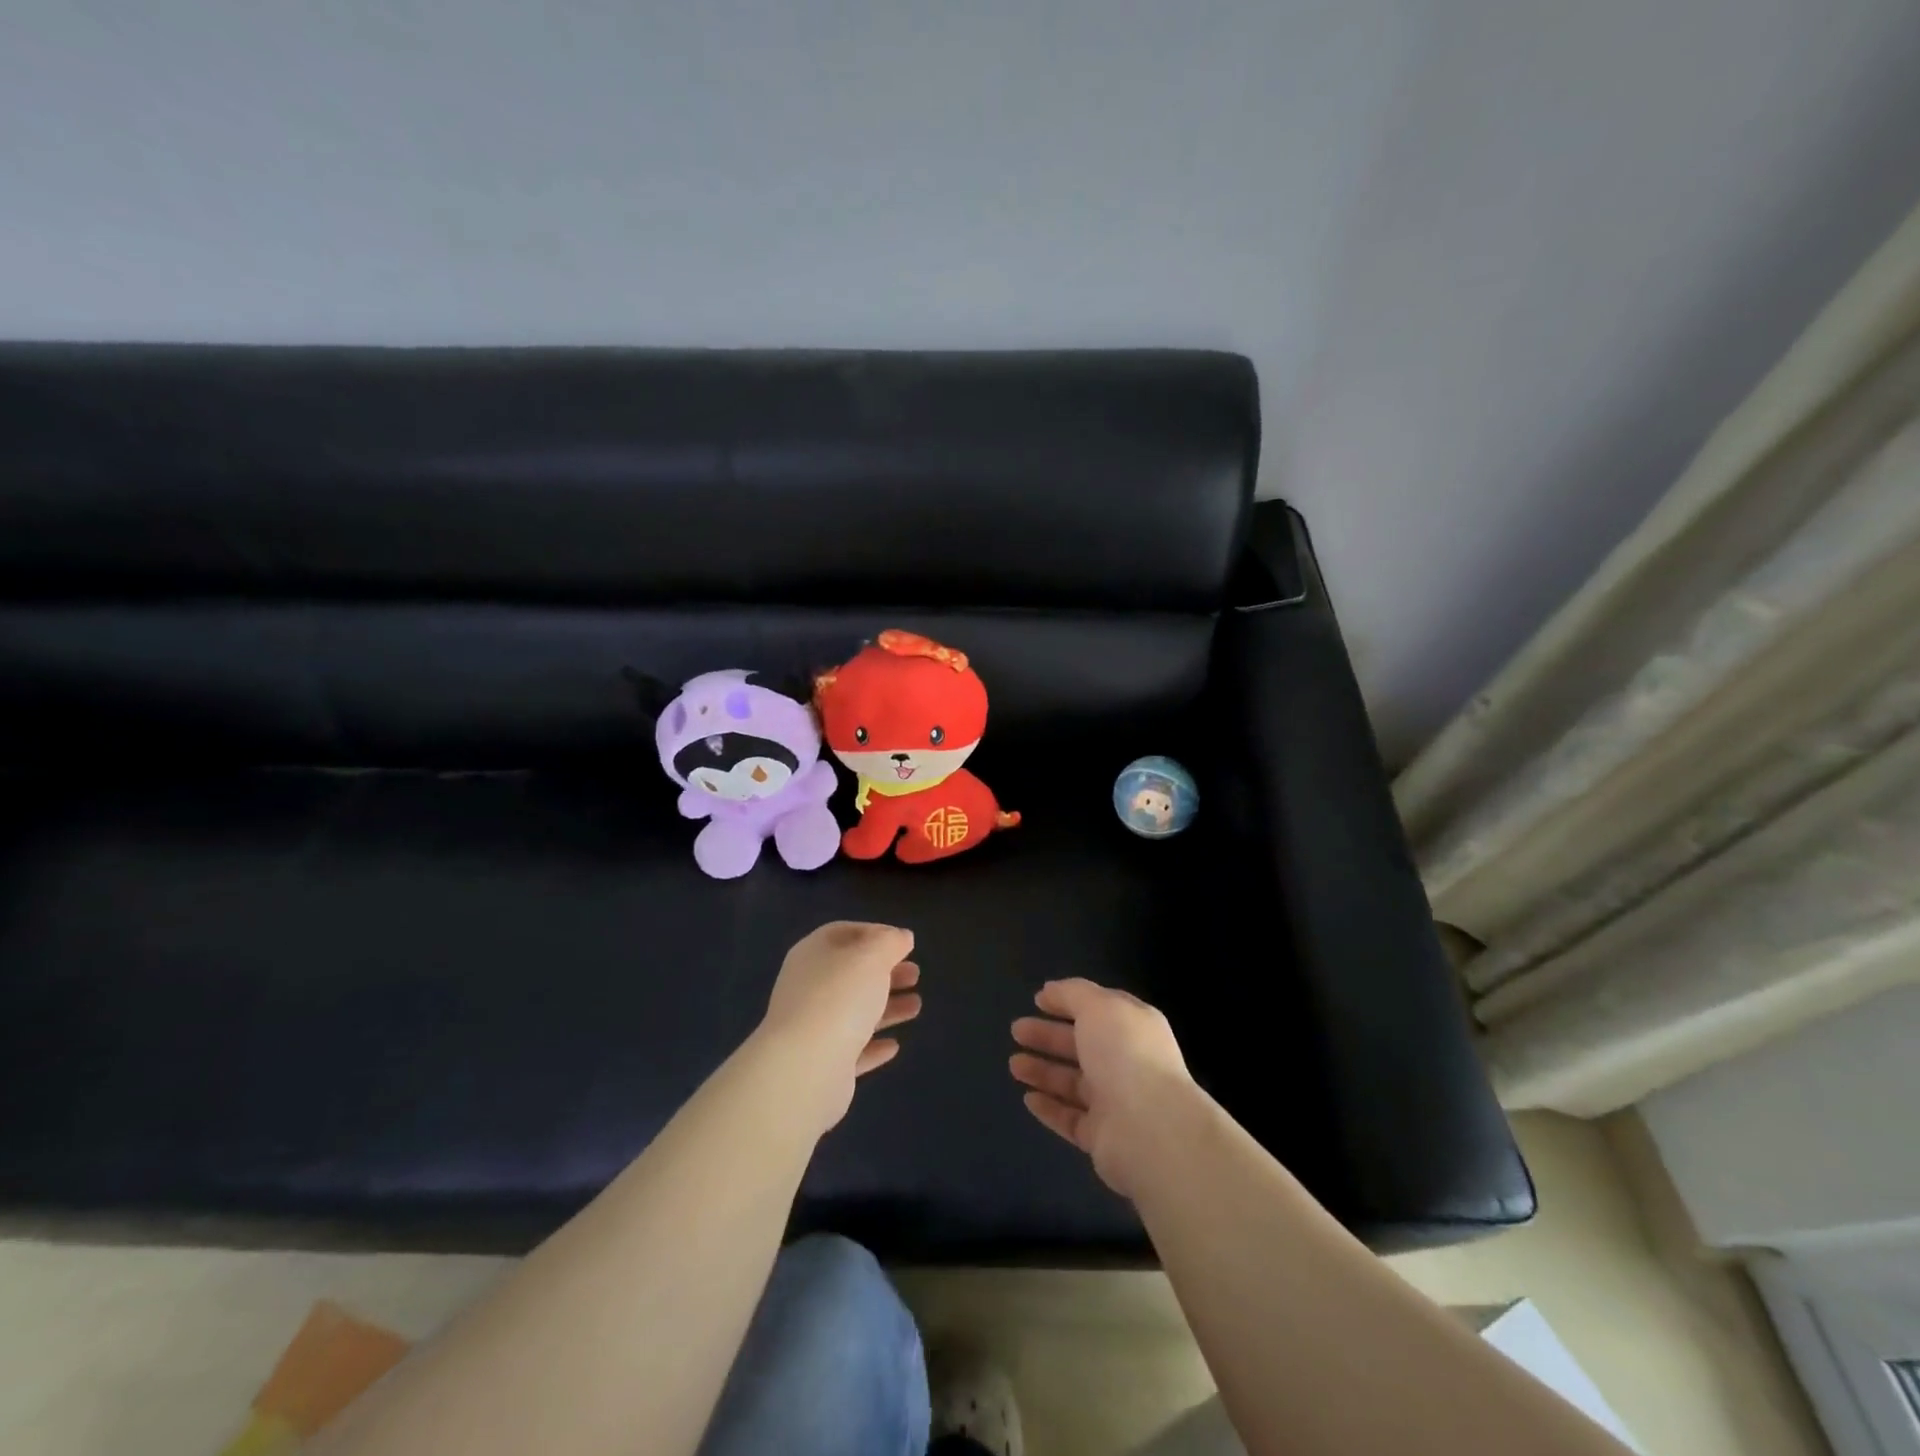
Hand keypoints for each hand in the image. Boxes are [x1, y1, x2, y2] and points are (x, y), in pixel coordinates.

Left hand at [758, 922, 920, 1132]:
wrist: (805, 1068)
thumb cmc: (840, 998)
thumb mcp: (872, 956)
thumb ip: (890, 941)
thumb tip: (901, 937)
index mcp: (814, 953)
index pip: (845, 933)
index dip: (876, 934)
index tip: (905, 944)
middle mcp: (809, 987)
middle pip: (852, 974)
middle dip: (886, 973)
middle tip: (915, 975)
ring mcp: (813, 1027)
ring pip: (854, 1011)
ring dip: (887, 1008)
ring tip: (916, 1007)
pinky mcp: (821, 1064)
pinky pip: (852, 1049)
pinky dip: (873, 1045)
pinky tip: (894, 1046)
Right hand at [1010, 978, 1196, 1198]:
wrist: (1151, 1130)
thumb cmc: (1125, 1055)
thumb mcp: (1098, 1006)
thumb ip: (1072, 994)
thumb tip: (1051, 990)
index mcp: (1133, 1027)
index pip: (1099, 1009)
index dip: (1069, 1001)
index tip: (1038, 1000)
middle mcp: (1127, 1062)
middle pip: (1082, 1045)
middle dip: (1048, 1036)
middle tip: (1016, 1031)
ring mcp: (1116, 1102)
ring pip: (1073, 1083)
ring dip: (1043, 1071)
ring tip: (1014, 1065)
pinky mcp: (1103, 1137)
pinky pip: (1071, 1119)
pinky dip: (1050, 1108)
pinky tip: (1028, 1098)